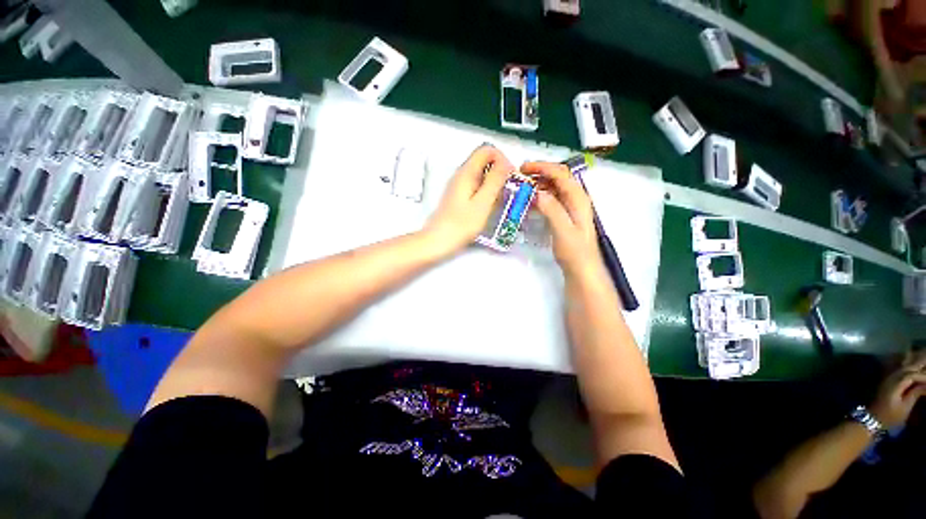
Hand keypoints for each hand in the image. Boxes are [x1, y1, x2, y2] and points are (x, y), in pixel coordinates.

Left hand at [425, 145, 512, 252]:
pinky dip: (486, 192)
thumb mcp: (483, 203)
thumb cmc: (460, 225)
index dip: (502, 159)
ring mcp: (459, 186)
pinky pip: (476, 186)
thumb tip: (505, 164)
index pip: (487, 150)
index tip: (509, 176)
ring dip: (494, 183)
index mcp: (466, 173)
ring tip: (499, 200)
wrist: (439, 241)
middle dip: (500, 171)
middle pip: (484, 161)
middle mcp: (461, 176)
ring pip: (481, 174)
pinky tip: (489, 206)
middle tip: (507, 189)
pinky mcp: (459, 197)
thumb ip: (495, 181)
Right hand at [521, 161, 603, 280]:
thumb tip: (537, 192)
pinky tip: (529, 201)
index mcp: (578, 198)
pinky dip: (539, 195)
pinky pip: (551, 199)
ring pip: (553, 187)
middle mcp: (575, 198)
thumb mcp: (563, 230)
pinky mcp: (564, 215)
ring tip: (522, 186)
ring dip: (538, 183)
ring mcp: (570, 207)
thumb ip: (552, 210)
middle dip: (539, 172)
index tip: (523, 168)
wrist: (581, 268)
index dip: (542, 167)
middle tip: (520, 175)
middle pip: (558, 177)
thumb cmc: (574, 251)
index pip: (560, 174)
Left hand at [869, 350, 925, 428]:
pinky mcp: (888, 380)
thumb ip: (915, 393)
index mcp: (896, 383)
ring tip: (923, 353)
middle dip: (921, 361)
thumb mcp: (905, 406)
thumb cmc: (890, 416)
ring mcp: (888, 377)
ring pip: (904, 365)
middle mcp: (891, 376)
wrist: (872, 418)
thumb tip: (925, 383)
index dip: (924, 376)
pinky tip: (910, 356)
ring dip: (914, 359)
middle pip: (908, 366)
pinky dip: (907, 362)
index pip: (912, 374)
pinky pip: (899, 368)